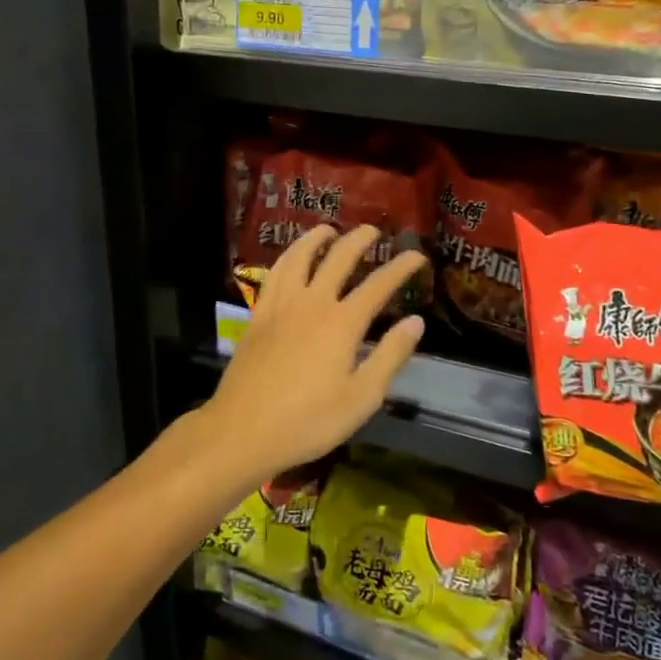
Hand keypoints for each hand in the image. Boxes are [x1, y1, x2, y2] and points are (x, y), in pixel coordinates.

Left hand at [203, 225, 426, 485]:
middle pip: (339, 258)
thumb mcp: (362, 398)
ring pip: (301, 257)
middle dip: (359, 240)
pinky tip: (291, 258)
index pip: (379, 285)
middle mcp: (313, 303)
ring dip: (317, 238)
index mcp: (342, 323)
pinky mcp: (258, 315)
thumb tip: (416, 321)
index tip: (417, 256)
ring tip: (328, 229)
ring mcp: (281, 306)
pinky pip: (275, 274)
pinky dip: (288, 257)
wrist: (243, 430)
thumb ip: (390, 355)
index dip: (401, 267)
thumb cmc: (309, 421)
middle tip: (373, 231)